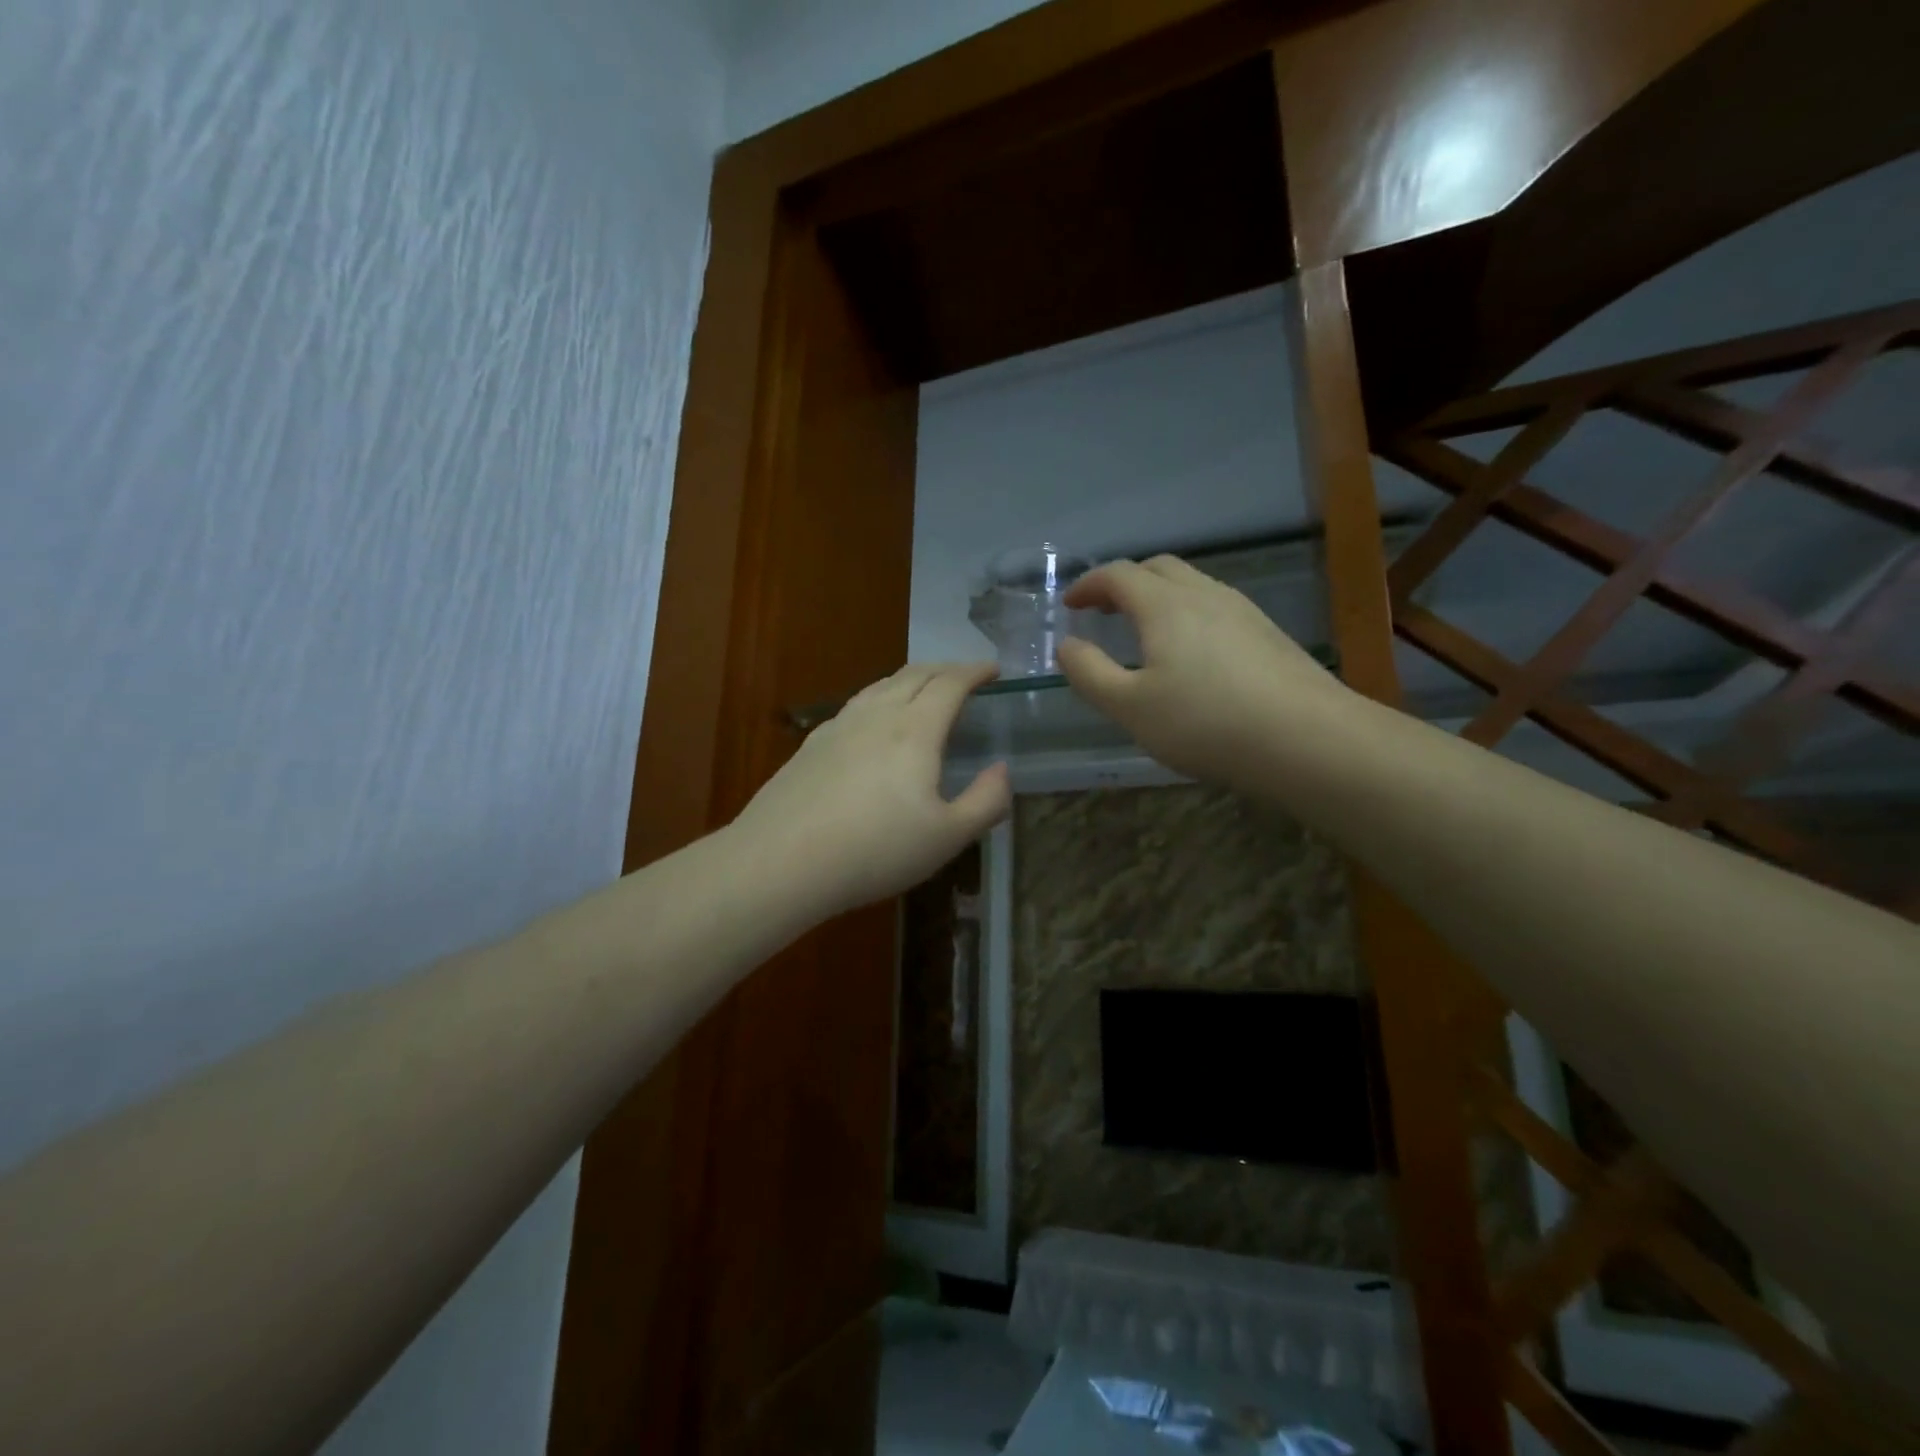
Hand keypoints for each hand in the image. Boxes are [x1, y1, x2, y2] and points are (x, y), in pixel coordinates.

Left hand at [731, 663, 1012, 918]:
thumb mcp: (947, 837)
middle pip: (914, 674)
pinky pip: (855, 706)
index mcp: (915, 730)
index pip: (950, 683)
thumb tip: (1002, 770)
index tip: (993, 669)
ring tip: (922, 689)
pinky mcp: (811, 745)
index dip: (975, 671)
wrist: (782, 860)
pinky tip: (872, 721)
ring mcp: (838, 727)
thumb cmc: (875, 849)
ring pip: (880, 686)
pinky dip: (879, 698)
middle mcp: (876, 715)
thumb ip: (986, 801)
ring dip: (910, 679)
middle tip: (964, 676)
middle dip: (945, 668)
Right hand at [1058, 556, 1355, 790]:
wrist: (1307, 739)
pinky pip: (1216, 607)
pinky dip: (1188, 614)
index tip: (1070, 605)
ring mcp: (1243, 611)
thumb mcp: (1130, 707)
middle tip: (1104, 610)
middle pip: (1158, 568)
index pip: (1118, 575)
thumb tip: (1067, 645)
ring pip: (1192, 585)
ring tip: (1143, 630)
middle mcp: (1204, 594)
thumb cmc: (1205, 722)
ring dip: (1158, 596)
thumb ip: (1090, 673)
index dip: (1088, 585)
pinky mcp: (1268, 634)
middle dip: (1124, 583)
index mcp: (1164, 605)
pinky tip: (1192, 654)